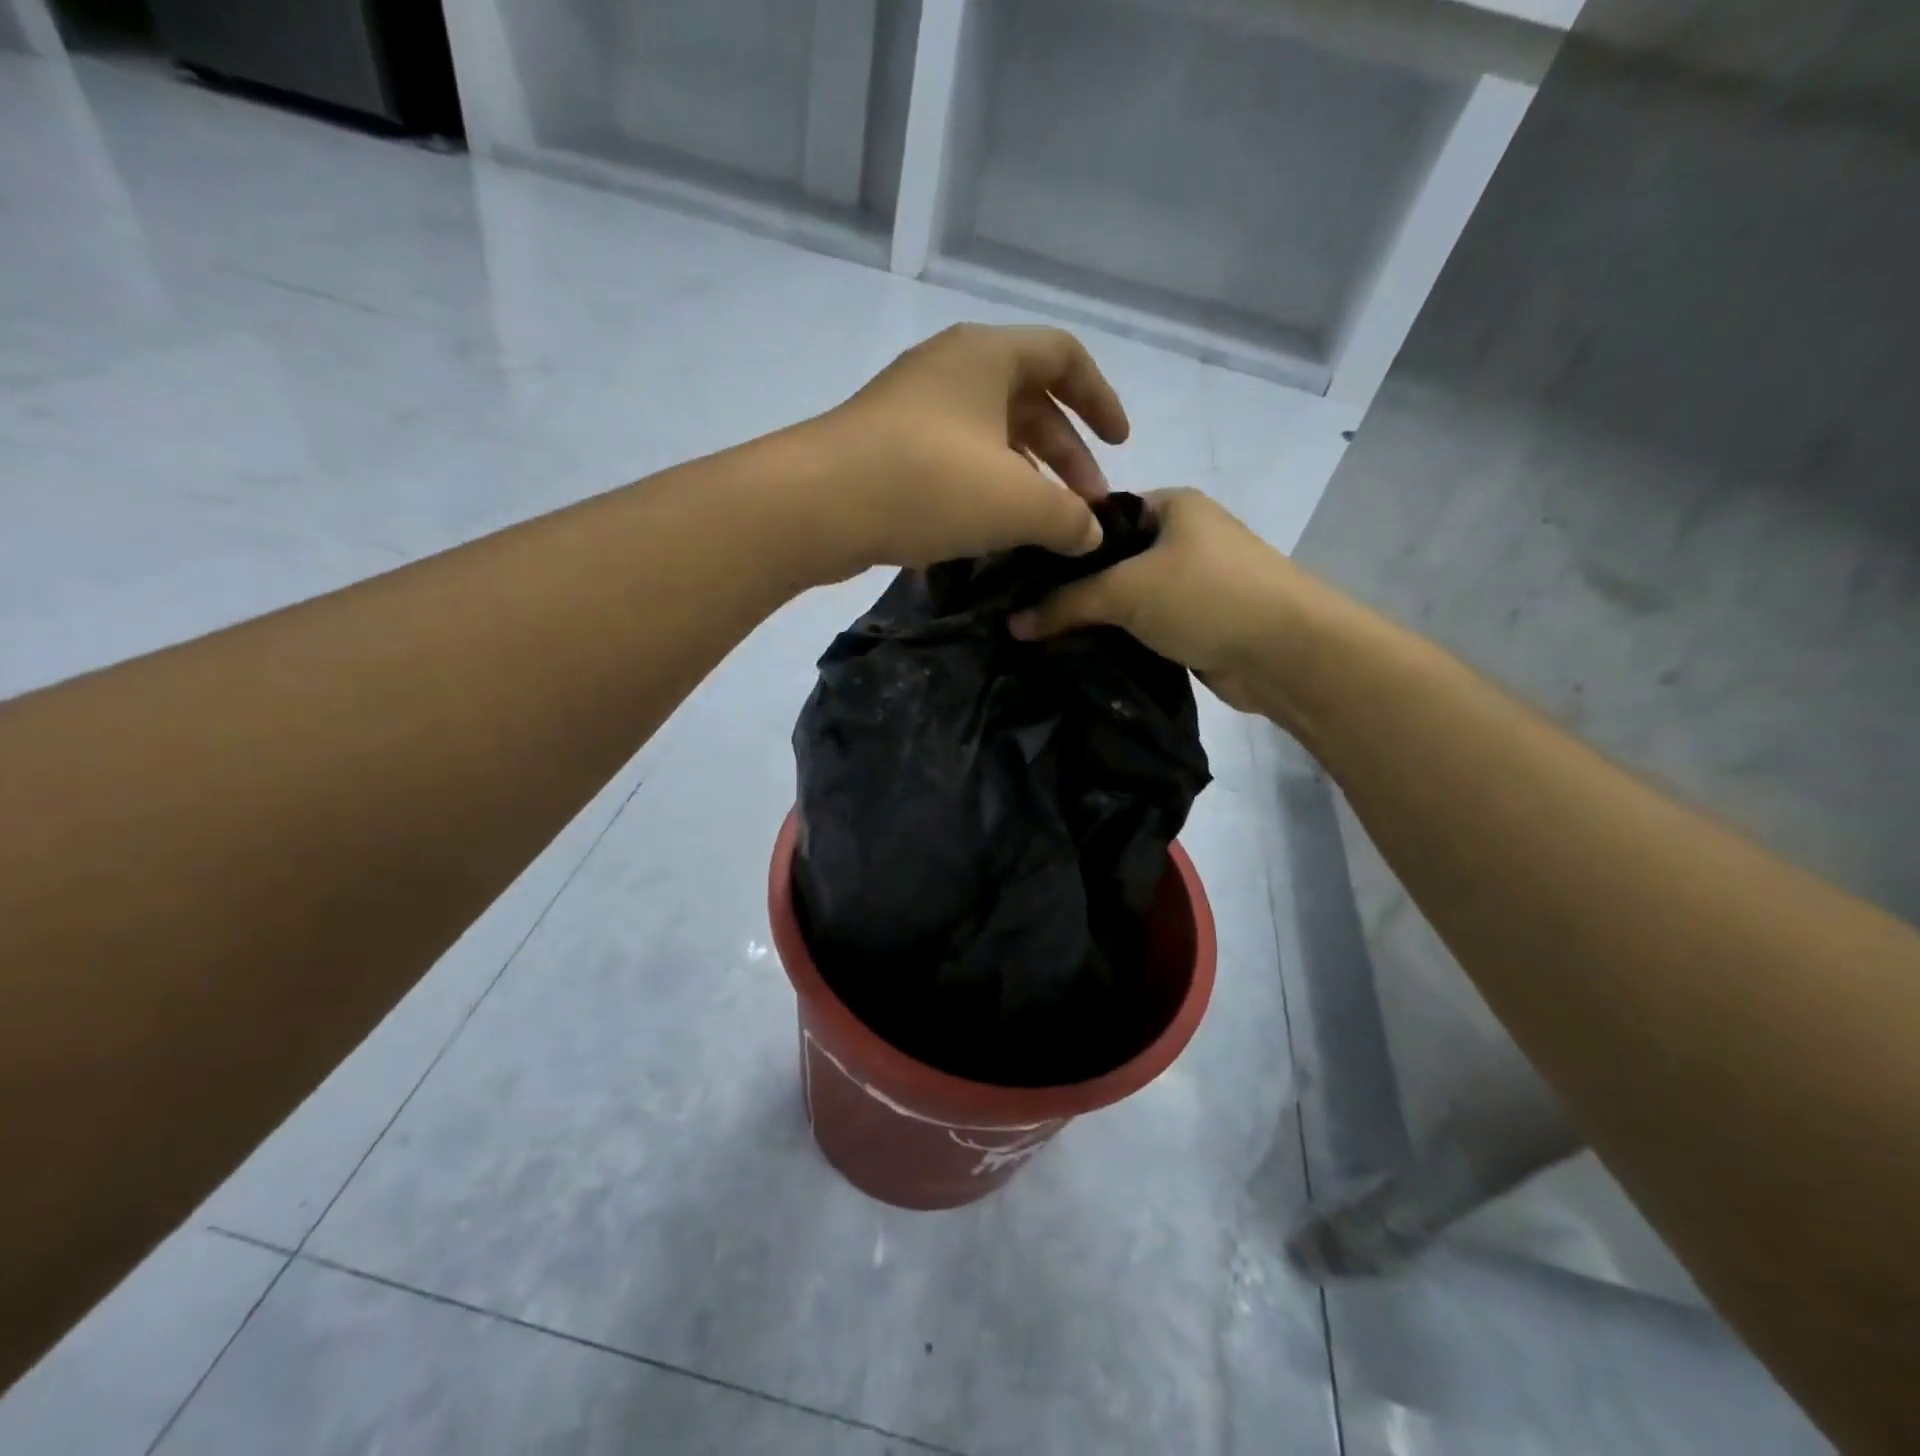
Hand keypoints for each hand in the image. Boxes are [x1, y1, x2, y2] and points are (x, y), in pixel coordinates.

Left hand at [798, 324, 1129, 579]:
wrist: (816, 505)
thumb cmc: (928, 484)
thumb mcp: (1016, 503)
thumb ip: (1067, 517)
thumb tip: (1090, 534)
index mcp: (988, 355)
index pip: (1065, 356)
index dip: (1101, 399)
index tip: (1120, 446)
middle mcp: (950, 369)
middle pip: (1029, 401)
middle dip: (1066, 454)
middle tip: (1084, 507)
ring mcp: (912, 407)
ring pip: (989, 435)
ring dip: (1025, 476)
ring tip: (1042, 527)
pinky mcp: (886, 446)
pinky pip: (954, 458)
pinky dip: (984, 488)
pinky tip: (991, 531)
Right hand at [1009, 488, 1317, 713]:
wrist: (1287, 653)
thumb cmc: (1207, 597)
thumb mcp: (1127, 591)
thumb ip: (1067, 603)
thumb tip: (1013, 623)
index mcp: (1172, 505)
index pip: (1099, 515)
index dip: (1061, 541)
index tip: (1018, 573)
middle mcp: (1183, 536)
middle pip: (1111, 558)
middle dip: (1073, 586)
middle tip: (1023, 611)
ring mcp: (1193, 581)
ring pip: (1127, 596)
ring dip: (1095, 617)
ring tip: (1042, 636)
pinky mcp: (1197, 622)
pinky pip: (1144, 625)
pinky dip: (1119, 638)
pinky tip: (1081, 653)